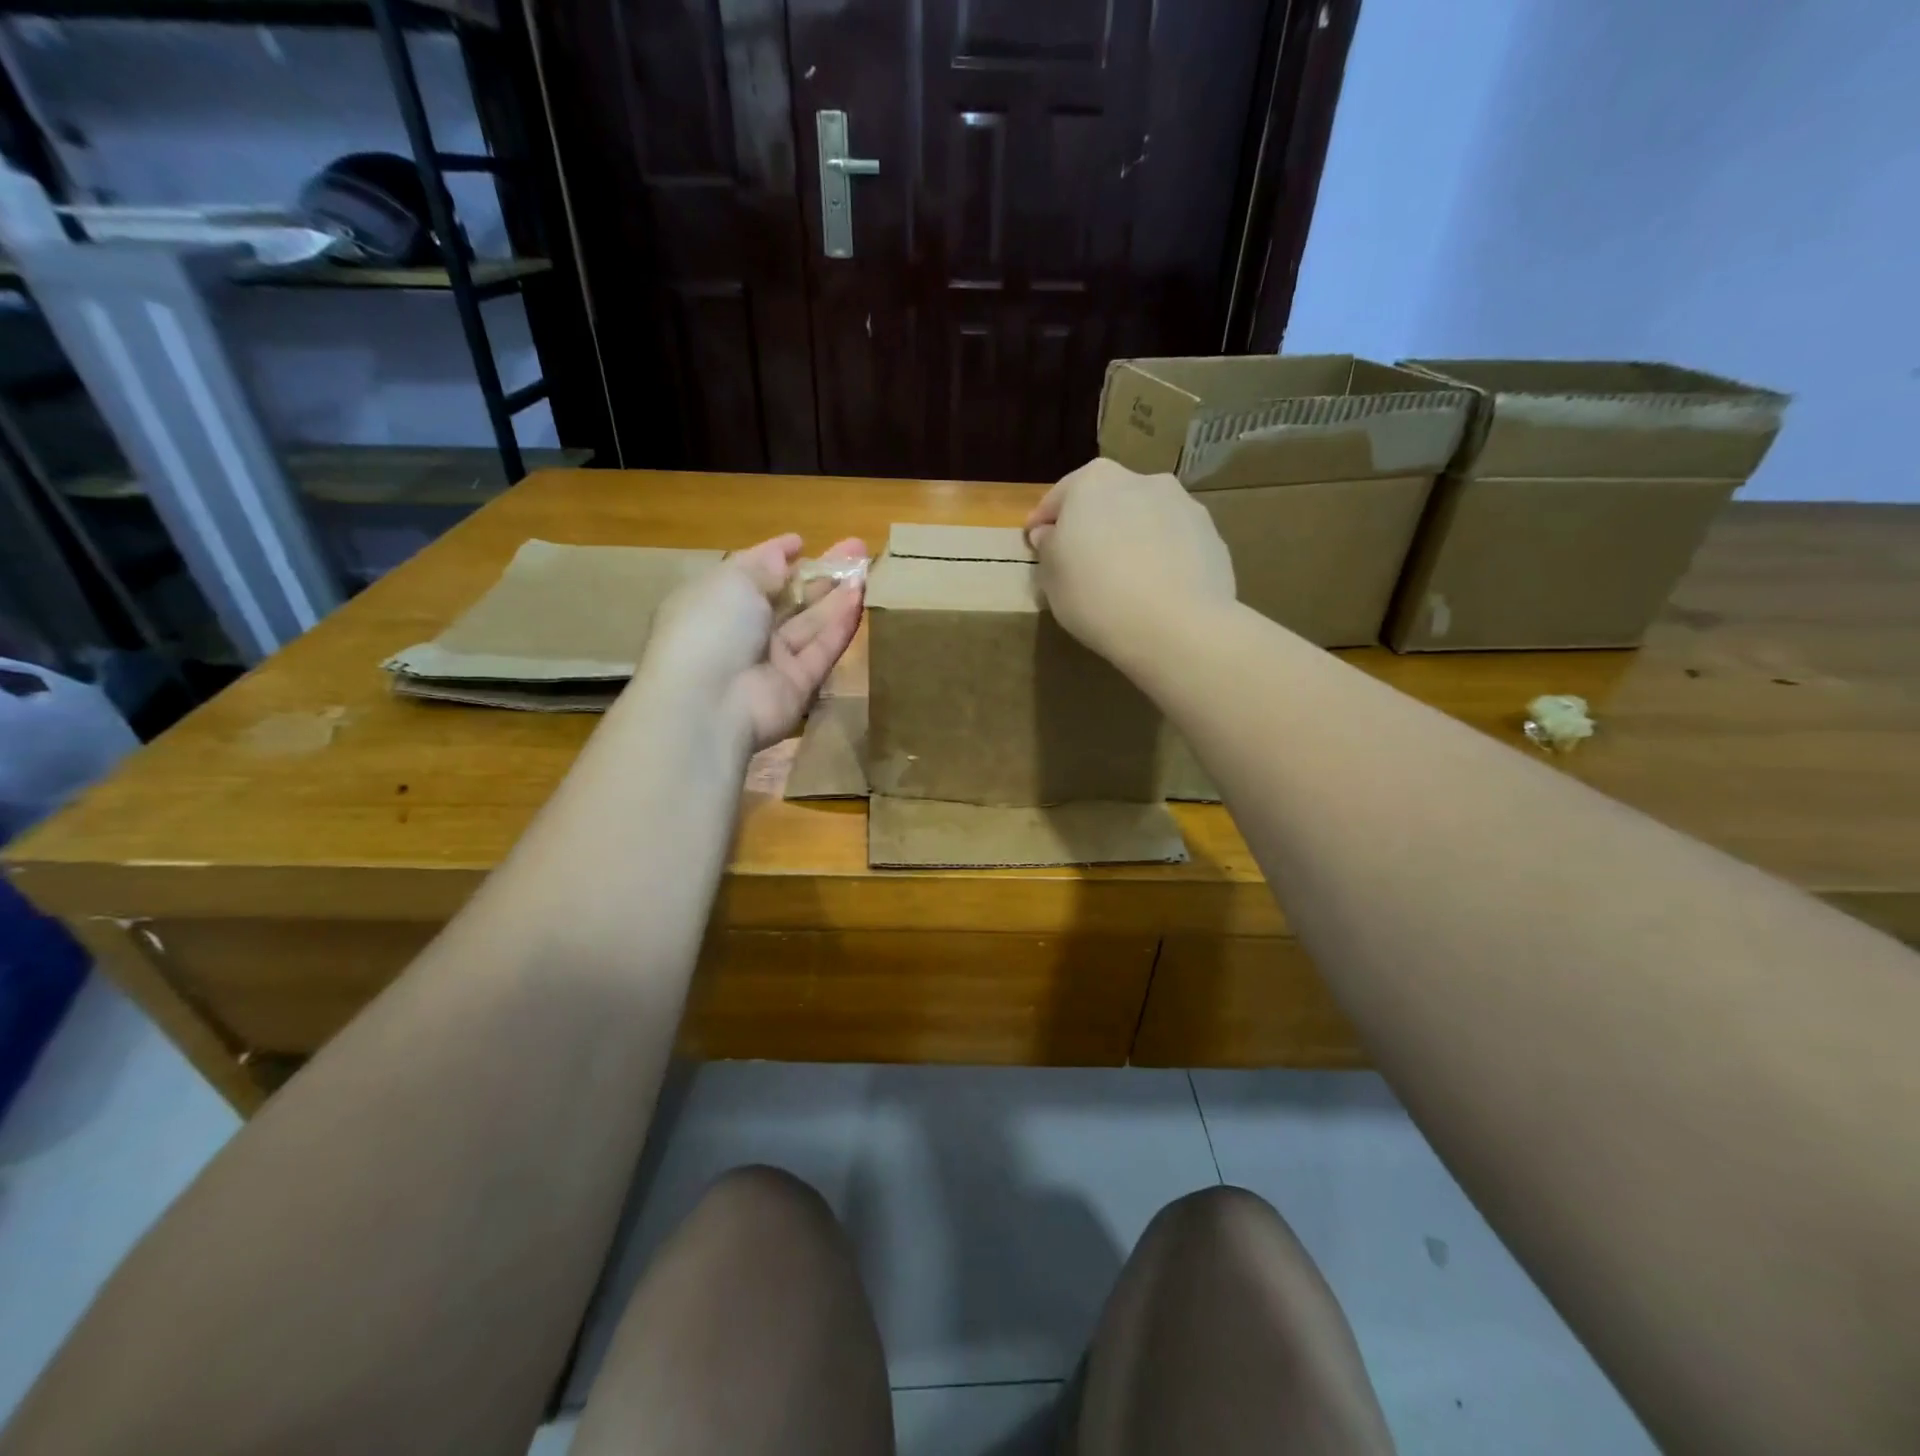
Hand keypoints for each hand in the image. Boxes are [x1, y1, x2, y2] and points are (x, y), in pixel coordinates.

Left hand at [635, 534, 865, 748]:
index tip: (802, 542)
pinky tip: (861, 600)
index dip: (776, 556)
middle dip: (820, 573)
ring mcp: (770, 660)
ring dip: (837, 597)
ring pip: (809, 623)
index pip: (751, 574)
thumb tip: (784, 552)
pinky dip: (840, 626)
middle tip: (856, 549)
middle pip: (788, 598)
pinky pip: (821, 651)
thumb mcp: (733, 581)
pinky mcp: (797, 686)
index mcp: (717, 601)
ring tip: (867, 570)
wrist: (708, 703)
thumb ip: (764, 565)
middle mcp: (743, 630)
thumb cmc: (711, 627)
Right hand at [1026, 459, 1234, 666]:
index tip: (1035, 544)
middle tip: (1081, 561)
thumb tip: (1051, 534)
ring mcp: (1183, 505)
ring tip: (1124, 577)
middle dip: (1093, 525)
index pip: (1058, 497)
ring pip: (1145, 518)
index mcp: (1094, 481)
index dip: (1043, 523)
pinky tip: (1155, 588)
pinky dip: (1161, 556)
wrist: (1176, 626)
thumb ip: (1048, 548)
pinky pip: (1173, 542)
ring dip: (1131, 537)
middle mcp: (1141, 479)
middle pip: (1106, 501)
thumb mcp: (1052, 578)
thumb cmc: (1097, 596)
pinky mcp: (1212, 535)